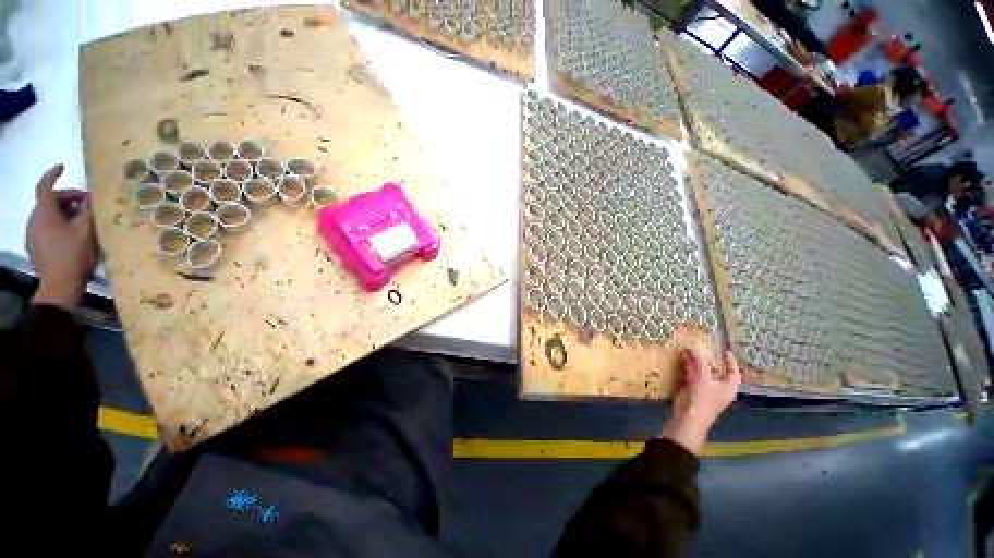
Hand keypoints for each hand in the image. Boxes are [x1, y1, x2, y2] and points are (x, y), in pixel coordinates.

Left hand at [27, 165, 98, 309]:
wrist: (59, 286)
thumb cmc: (73, 255)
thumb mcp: (86, 230)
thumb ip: (86, 211)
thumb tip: (89, 198)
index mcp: (44, 213)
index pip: (45, 186)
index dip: (53, 174)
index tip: (63, 167)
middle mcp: (34, 219)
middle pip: (49, 201)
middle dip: (67, 199)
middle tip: (86, 204)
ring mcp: (33, 235)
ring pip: (48, 215)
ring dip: (64, 213)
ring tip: (82, 221)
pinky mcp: (35, 246)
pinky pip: (46, 228)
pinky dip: (59, 225)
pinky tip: (72, 235)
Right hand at [662, 348, 740, 454]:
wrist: (687, 420)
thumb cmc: (702, 400)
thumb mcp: (703, 378)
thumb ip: (699, 362)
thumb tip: (694, 348)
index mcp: (728, 388)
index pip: (733, 372)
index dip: (730, 362)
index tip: (724, 351)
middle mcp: (717, 389)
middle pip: (715, 371)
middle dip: (707, 360)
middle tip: (700, 348)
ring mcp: (703, 390)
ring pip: (700, 372)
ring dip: (694, 362)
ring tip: (686, 349)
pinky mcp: (690, 391)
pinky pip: (689, 376)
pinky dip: (686, 367)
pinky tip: (681, 359)